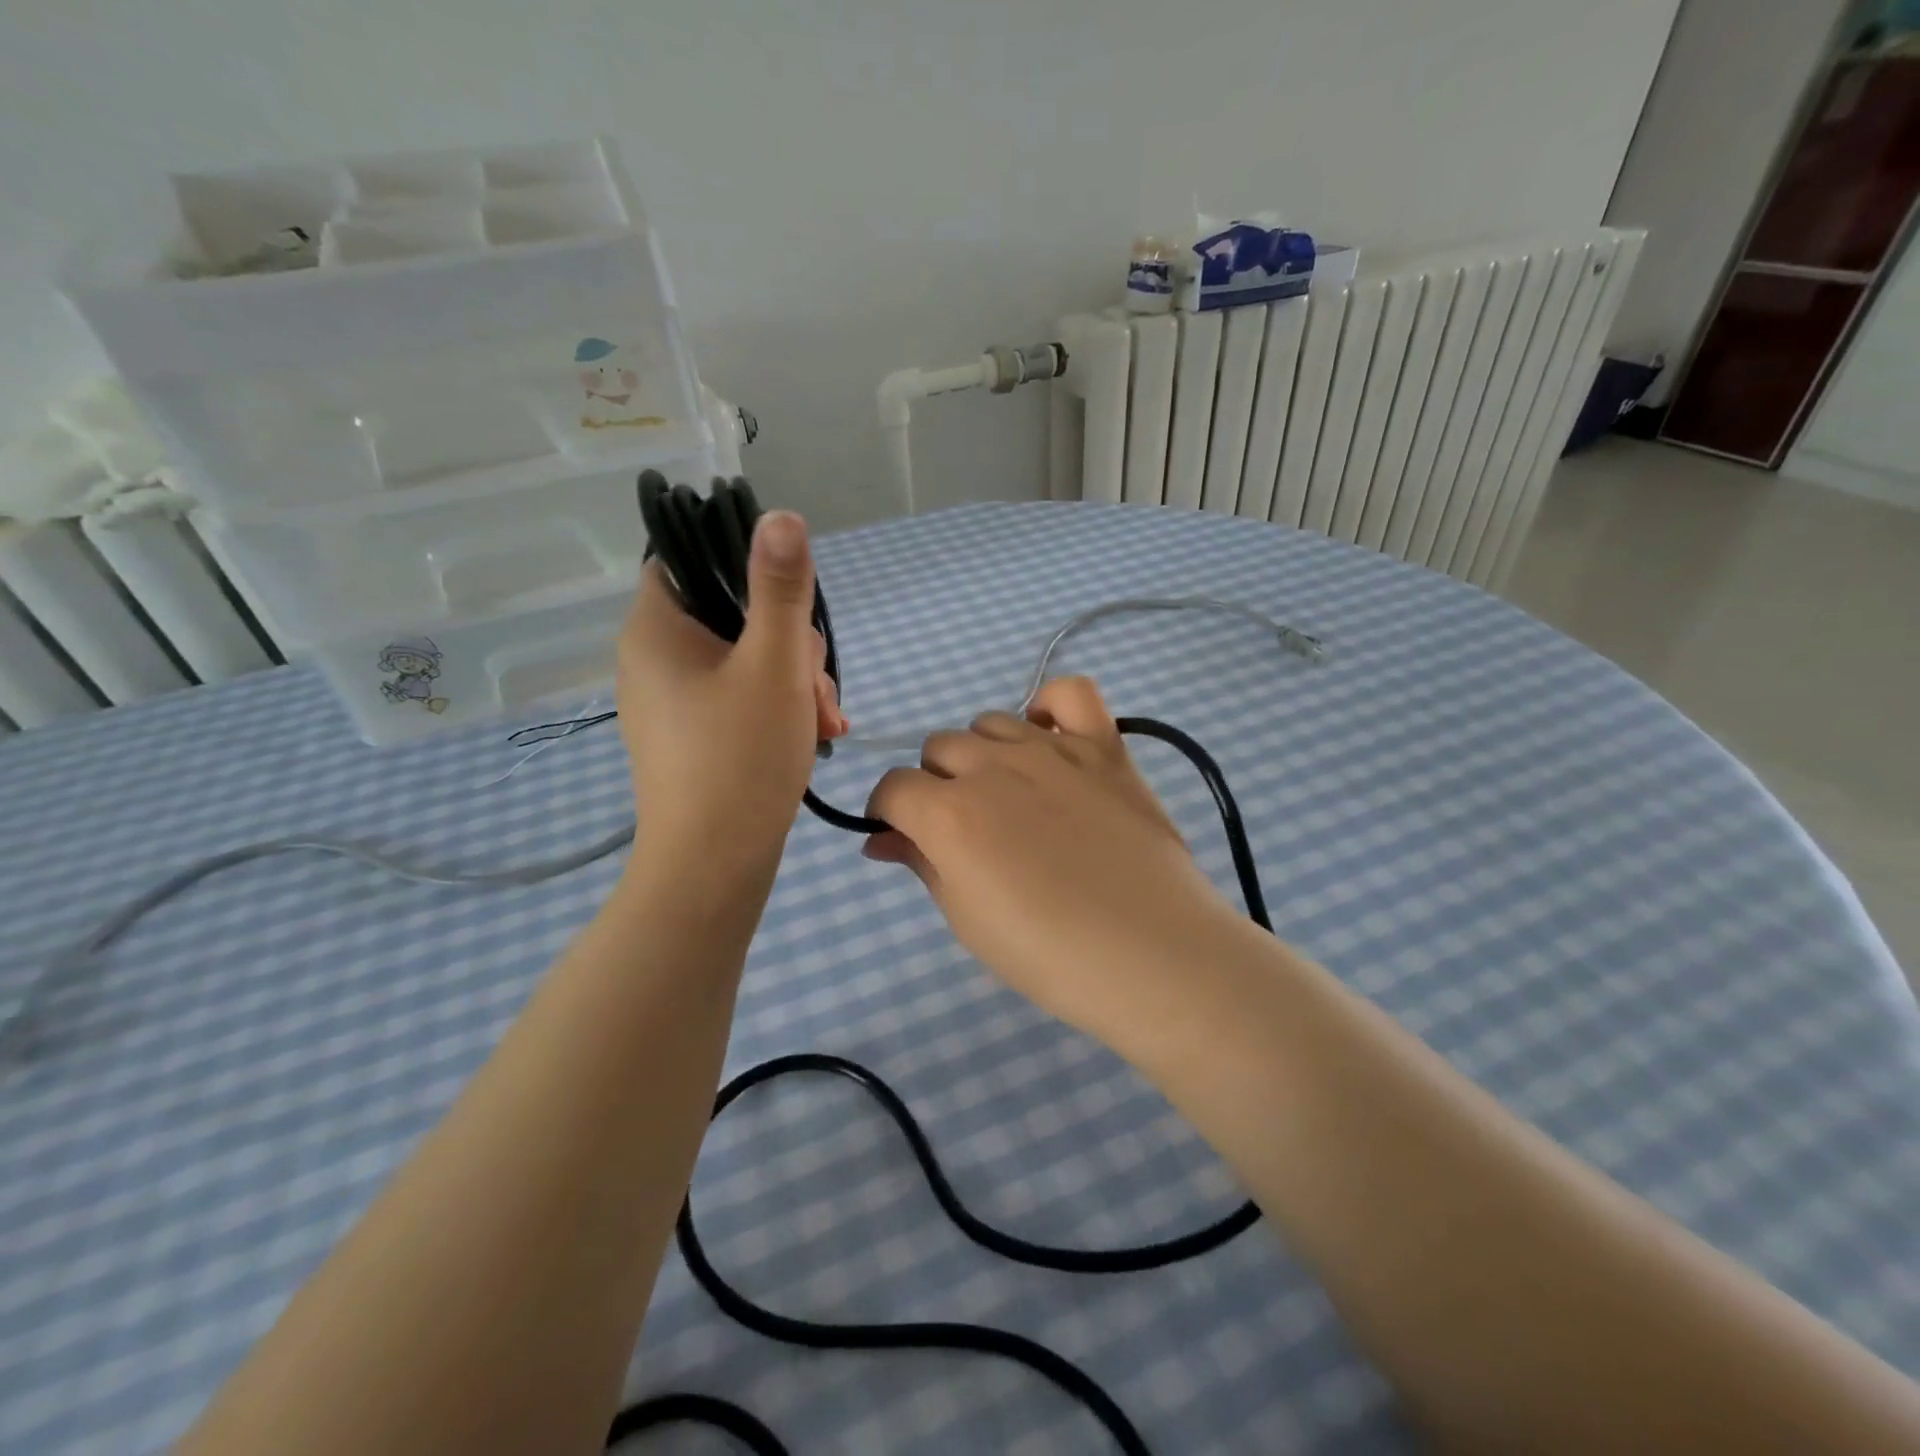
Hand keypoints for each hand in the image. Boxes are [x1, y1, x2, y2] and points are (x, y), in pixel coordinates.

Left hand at [617, 510, 845, 873]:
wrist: (713, 866)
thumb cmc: (741, 758)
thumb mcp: (774, 665)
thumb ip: (780, 589)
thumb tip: (780, 516)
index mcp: (655, 630)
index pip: (688, 560)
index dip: (741, 566)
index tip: (788, 601)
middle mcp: (652, 659)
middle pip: (729, 613)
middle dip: (789, 644)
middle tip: (815, 687)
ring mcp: (671, 702)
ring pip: (743, 660)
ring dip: (792, 680)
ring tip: (823, 723)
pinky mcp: (692, 736)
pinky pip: (738, 697)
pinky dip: (776, 707)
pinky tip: (813, 734)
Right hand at [864, 677, 1243, 1043]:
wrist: (1153, 956)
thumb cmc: (1049, 955)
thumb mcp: (967, 919)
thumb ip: (920, 864)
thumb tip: (880, 838)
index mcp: (949, 813)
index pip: (893, 787)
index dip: (889, 812)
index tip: (903, 836)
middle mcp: (992, 766)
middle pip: (938, 749)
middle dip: (936, 785)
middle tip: (964, 829)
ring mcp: (1052, 749)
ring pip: (990, 722)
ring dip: (983, 753)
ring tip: (1008, 795)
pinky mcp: (1104, 747)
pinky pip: (1071, 693)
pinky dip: (1050, 706)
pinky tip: (1049, 739)